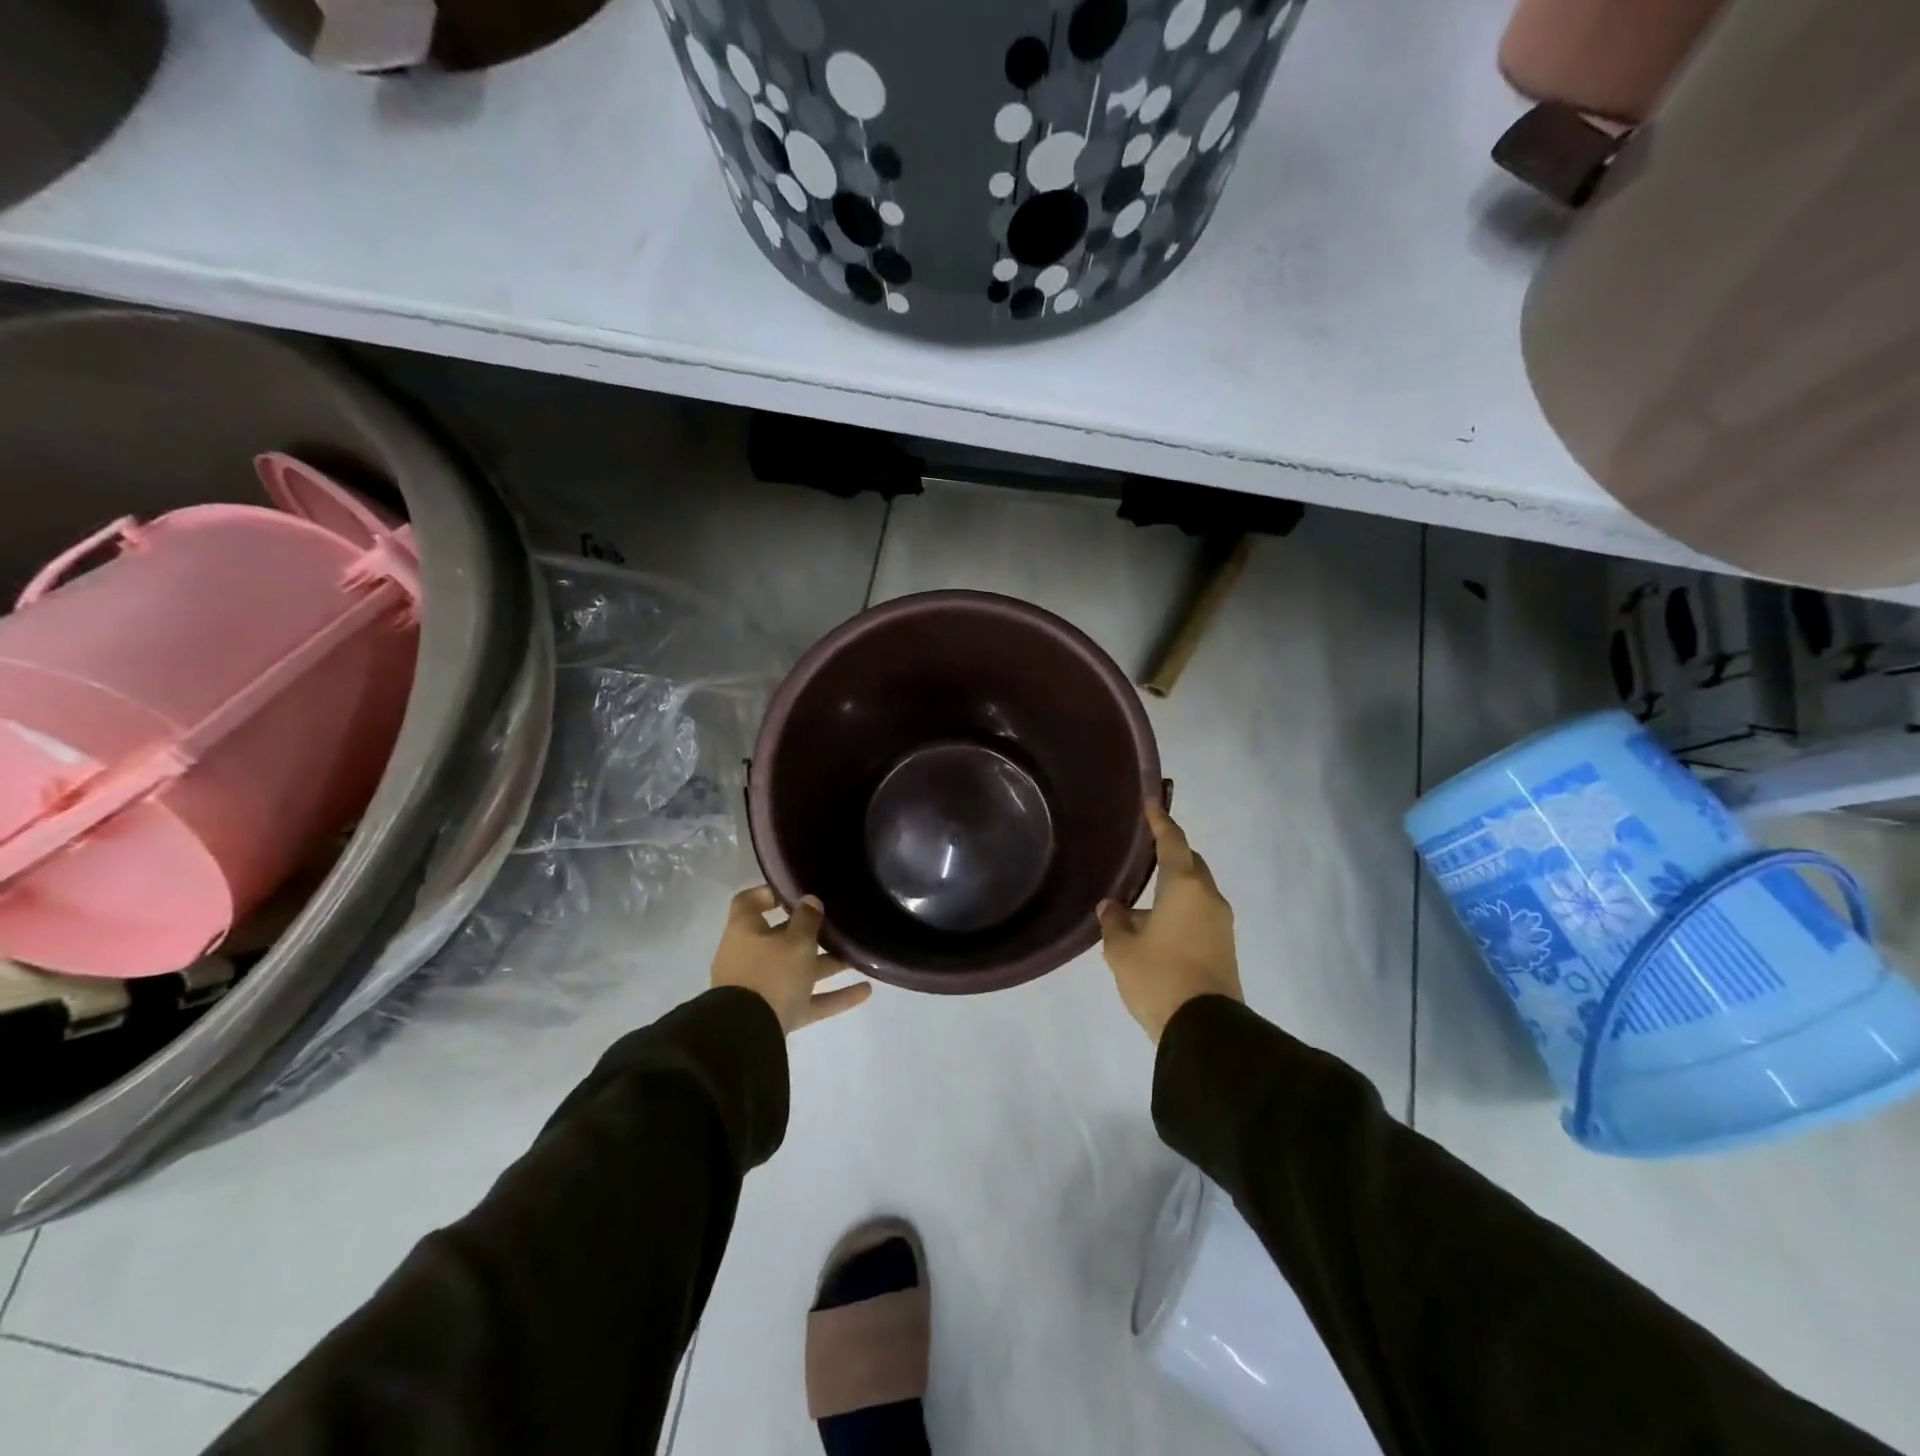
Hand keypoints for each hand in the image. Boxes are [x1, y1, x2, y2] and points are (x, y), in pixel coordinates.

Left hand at [712, 887, 871, 1034]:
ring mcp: (762, 989)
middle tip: (840, 923)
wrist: (747, 1036)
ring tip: (860, 956)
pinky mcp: (777, 1015)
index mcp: (745, 931)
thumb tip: (810, 900)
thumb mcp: (795, 941)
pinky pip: (808, 1000)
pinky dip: (834, 996)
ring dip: (828, 964)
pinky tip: (865, 991)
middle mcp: (750, 957)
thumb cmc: (770, 974)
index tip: (797, 891)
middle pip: (781, 938)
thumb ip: (807, 919)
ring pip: (798, 970)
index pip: (750, 902)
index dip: (770, 893)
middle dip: (811, 933)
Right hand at [1097, 803, 1242, 1041]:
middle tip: (1146, 852)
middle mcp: (1209, 898)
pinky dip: (1181, 910)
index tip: (1152, 802)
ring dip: (1174, 888)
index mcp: (1185, 887)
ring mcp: (1222, 924)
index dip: (1161, 821)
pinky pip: (1200, 914)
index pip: (1173, 842)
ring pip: (1197, 891)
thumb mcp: (1122, 950)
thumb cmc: (1159, 978)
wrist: (1206, 1031)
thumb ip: (1115, 921)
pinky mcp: (1225, 947)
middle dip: (1171, 854)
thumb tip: (1112, 907)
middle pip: (1191, 864)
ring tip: (1143, 900)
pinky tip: (1157, 927)